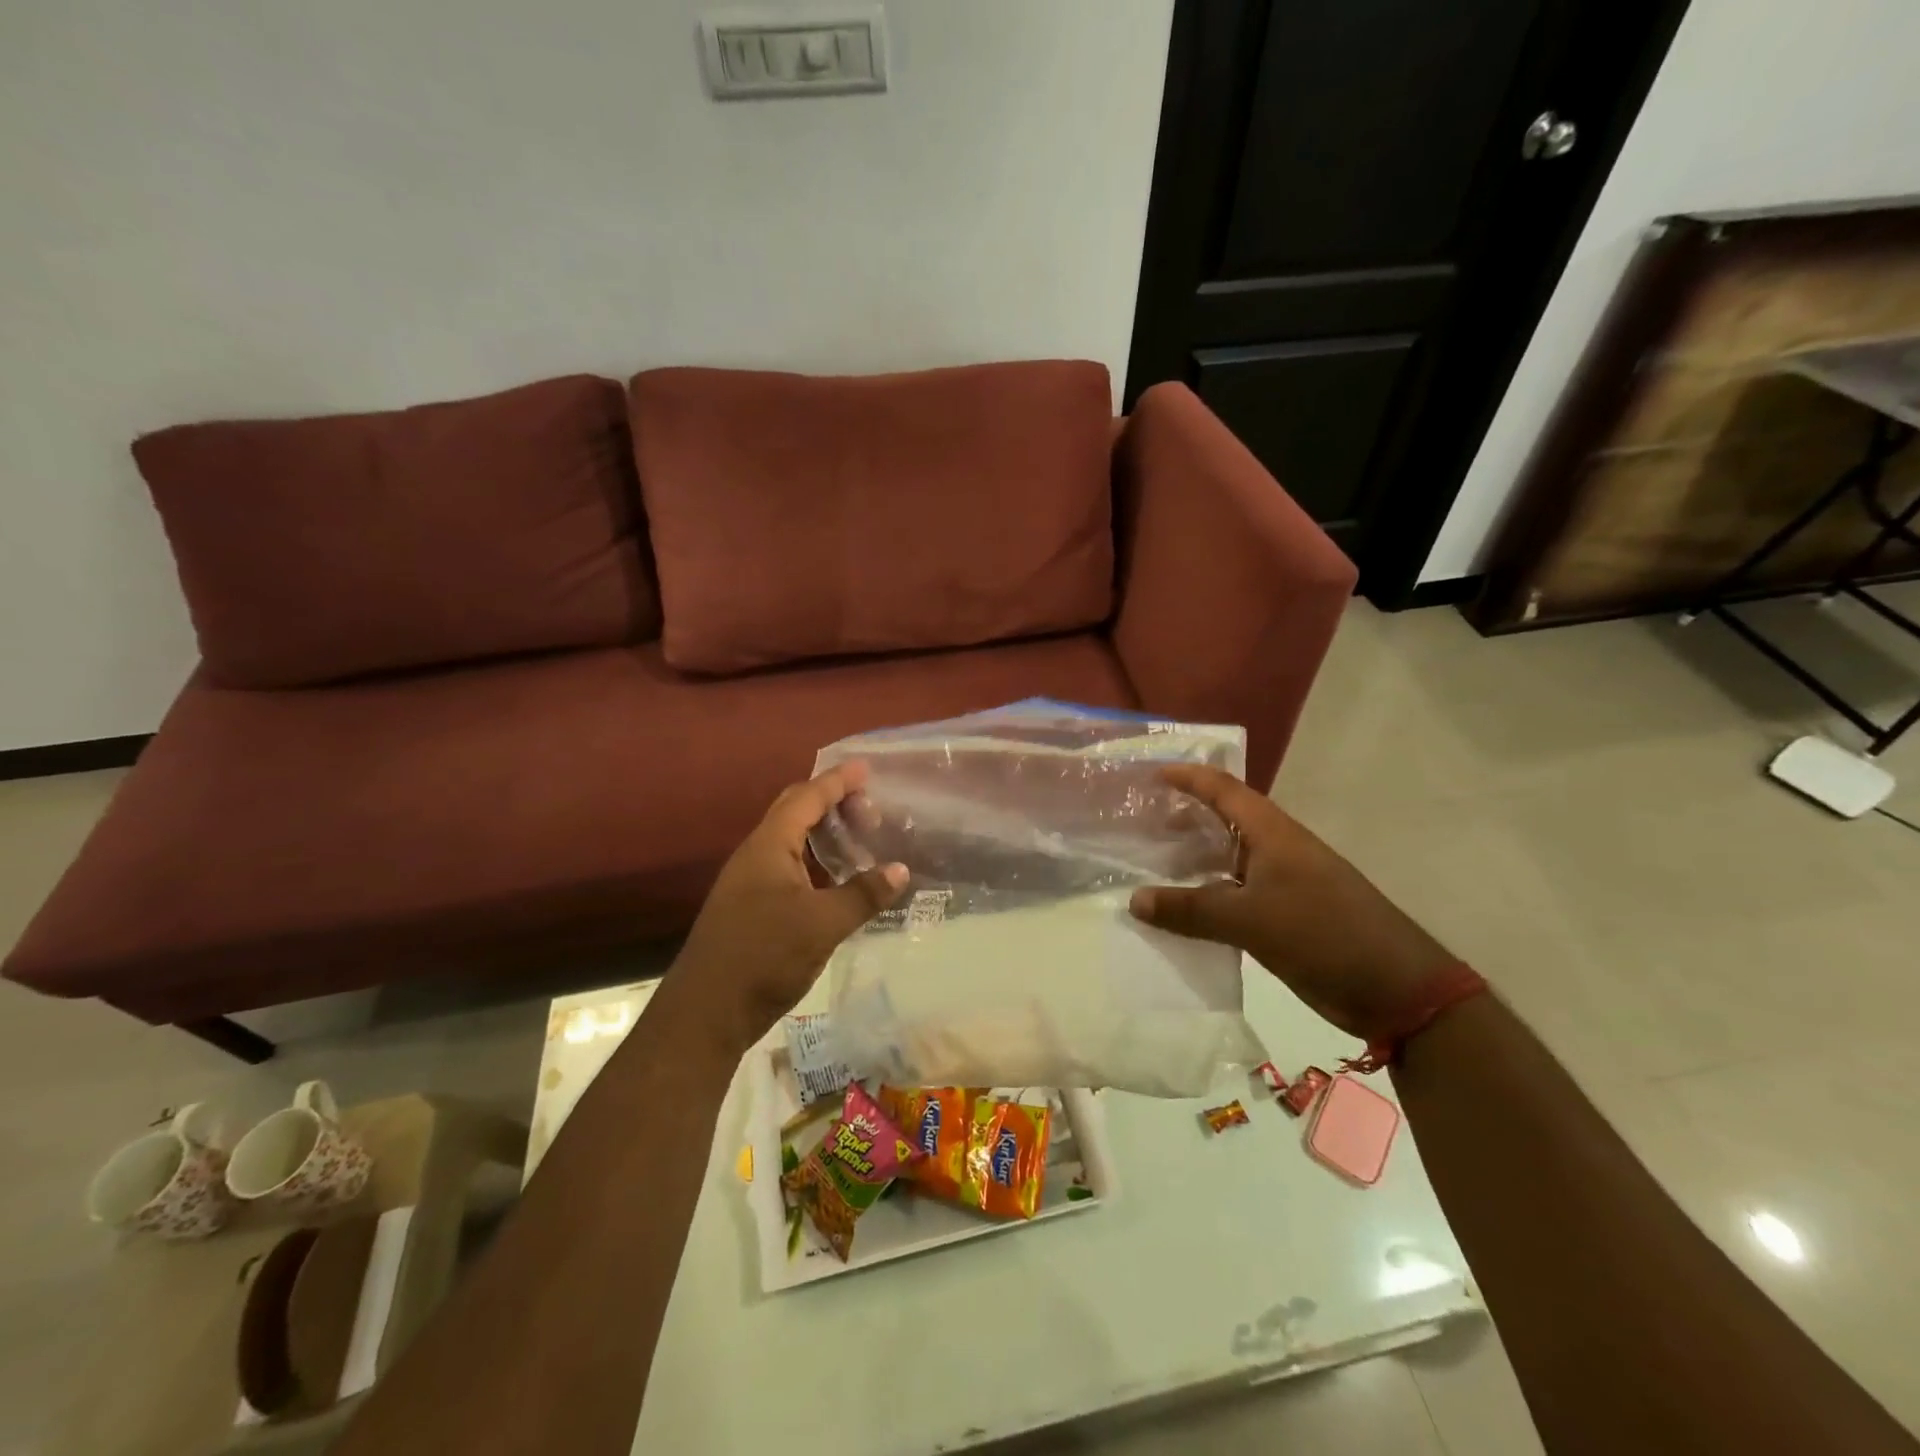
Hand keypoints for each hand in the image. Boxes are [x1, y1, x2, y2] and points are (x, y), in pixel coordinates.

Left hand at [663, 762, 907, 1059]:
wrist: (706, 1013)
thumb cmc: (764, 957)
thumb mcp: (822, 924)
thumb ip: (863, 894)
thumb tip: (901, 869)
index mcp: (768, 847)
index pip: (805, 798)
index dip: (836, 782)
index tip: (865, 768)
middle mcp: (756, 856)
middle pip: (794, 812)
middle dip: (831, 803)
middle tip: (870, 810)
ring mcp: (750, 882)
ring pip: (791, 842)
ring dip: (824, 834)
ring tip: (861, 839)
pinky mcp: (752, 907)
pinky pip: (790, 867)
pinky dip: (816, 862)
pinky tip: (838, 880)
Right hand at [1128, 765, 1457, 1041]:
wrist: (1396, 989)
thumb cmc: (1324, 935)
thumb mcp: (1251, 920)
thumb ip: (1190, 909)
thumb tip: (1134, 901)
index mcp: (1273, 834)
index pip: (1224, 790)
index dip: (1189, 778)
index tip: (1152, 774)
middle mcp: (1276, 851)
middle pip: (1223, 822)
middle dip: (1184, 818)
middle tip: (1141, 823)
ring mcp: (1283, 885)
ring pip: (1227, 862)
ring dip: (1192, 861)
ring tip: (1150, 865)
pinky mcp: (1285, 918)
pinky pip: (1234, 897)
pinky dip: (1206, 898)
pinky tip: (1181, 912)